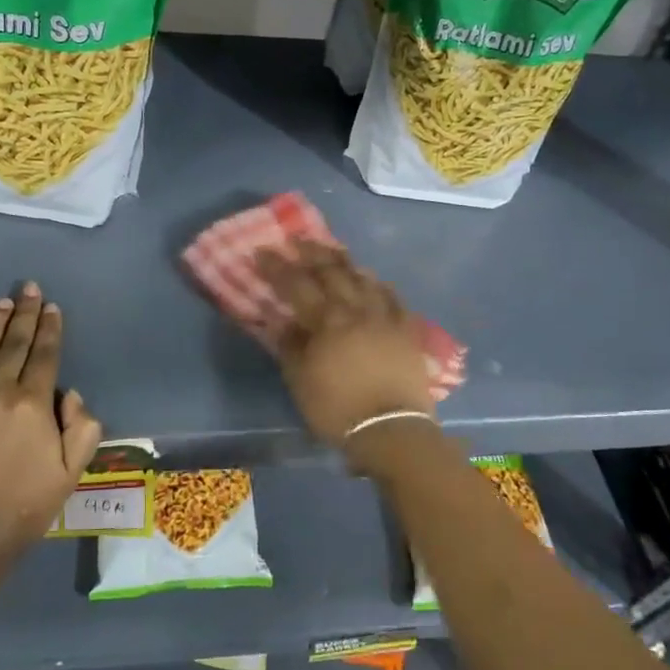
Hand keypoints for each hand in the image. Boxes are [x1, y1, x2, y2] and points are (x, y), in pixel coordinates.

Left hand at [0, 282, 103, 560]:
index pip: (45, 355)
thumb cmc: (22, 508)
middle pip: (14, 345)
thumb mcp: (70, 474)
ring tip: (2, 302)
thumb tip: (71, 393)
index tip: (52, 307)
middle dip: (25, 314)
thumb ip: (82, 428)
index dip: (50, 329)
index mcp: (34, 405)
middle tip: (29, 288)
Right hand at [255, 241, 433, 457]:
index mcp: (327, 320)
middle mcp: (356, 309)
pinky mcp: (406, 330)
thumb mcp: (301, 381)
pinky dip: (378, 284)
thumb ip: (290, 345)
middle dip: (312, 253)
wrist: (392, 429)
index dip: (278, 267)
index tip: (263, 251)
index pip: (297, 284)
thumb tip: (281, 320)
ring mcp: (385, 317)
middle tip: (297, 240)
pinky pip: (392, 297)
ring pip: (363, 278)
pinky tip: (373, 279)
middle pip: (332, 272)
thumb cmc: (338, 409)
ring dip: (345, 262)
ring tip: (332, 252)